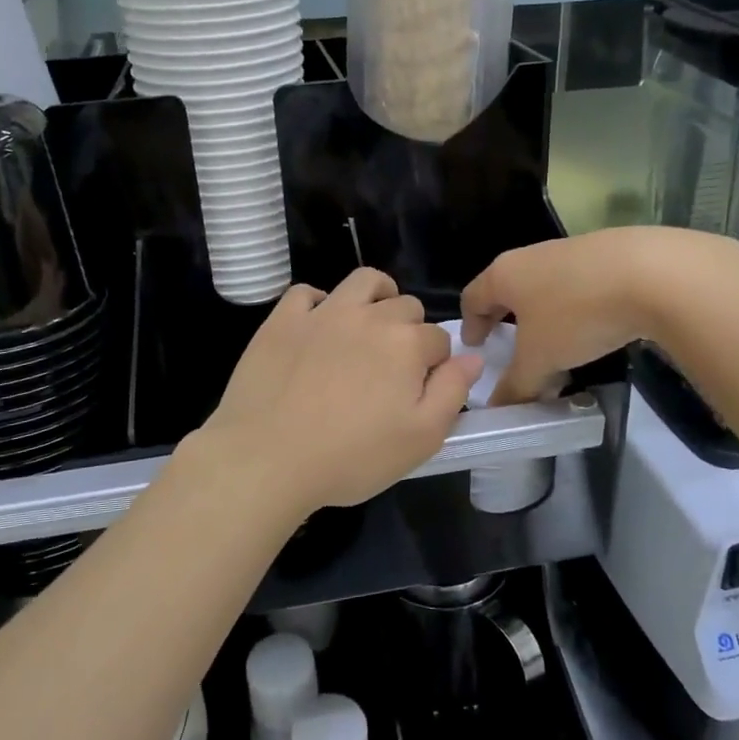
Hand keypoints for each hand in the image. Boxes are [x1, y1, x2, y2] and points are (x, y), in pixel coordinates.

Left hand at [185, 268, 482, 526]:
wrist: (266, 458)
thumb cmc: (351, 457)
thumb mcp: (420, 438)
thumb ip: (453, 392)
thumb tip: (472, 357)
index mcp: (406, 344)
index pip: (439, 340)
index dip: (436, 364)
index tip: (420, 391)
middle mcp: (368, 316)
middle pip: (405, 306)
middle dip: (409, 330)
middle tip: (393, 368)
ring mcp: (322, 313)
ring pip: (363, 282)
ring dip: (376, 296)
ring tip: (370, 324)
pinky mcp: (282, 319)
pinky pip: (307, 293)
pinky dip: (319, 303)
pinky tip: (318, 327)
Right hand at [461, 228, 738, 402]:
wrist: (652, 273)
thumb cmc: (576, 315)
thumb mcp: (540, 360)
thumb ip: (516, 386)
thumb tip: (498, 410)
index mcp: (504, 274)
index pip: (473, 297)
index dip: (470, 324)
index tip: (475, 346)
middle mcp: (531, 256)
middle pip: (508, 288)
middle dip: (506, 319)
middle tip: (510, 347)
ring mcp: (570, 250)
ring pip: (544, 286)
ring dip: (542, 316)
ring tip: (556, 347)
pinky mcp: (607, 253)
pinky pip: (577, 285)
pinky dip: (575, 308)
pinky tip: (593, 330)